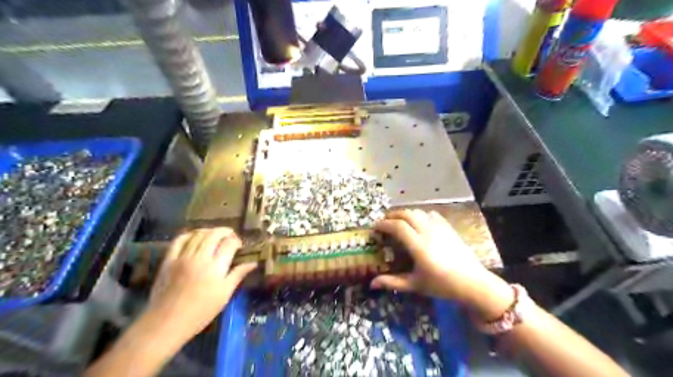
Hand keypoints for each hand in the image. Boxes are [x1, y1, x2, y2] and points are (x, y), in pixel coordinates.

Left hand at [147, 227, 256, 341]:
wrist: (166, 322)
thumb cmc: (201, 312)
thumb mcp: (224, 295)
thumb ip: (238, 275)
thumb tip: (253, 263)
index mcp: (216, 267)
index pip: (229, 244)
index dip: (237, 241)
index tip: (240, 246)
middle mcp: (200, 257)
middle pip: (214, 235)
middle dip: (225, 232)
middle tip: (230, 236)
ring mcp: (183, 257)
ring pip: (198, 234)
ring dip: (209, 231)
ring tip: (215, 235)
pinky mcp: (169, 260)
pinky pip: (179, 240)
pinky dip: (189, 234)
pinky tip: (195, 236)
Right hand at [370, 211, 512, 318]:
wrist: (473, 283)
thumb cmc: (442, 286)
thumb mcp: (415, 285)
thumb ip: (392, 282)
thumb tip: (372, 283)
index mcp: (419, 246)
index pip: (398, 226)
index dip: (384, 224)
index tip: (375, 227)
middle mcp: (428, 232)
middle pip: (407, 214)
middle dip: (393, 215)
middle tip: (384, 222)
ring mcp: (440, 228)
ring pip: (419, 212)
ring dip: (406, 214)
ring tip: (400, 221)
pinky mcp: (449, 228)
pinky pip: (431, 214)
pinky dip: (421, 215)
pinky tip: (419, 222)